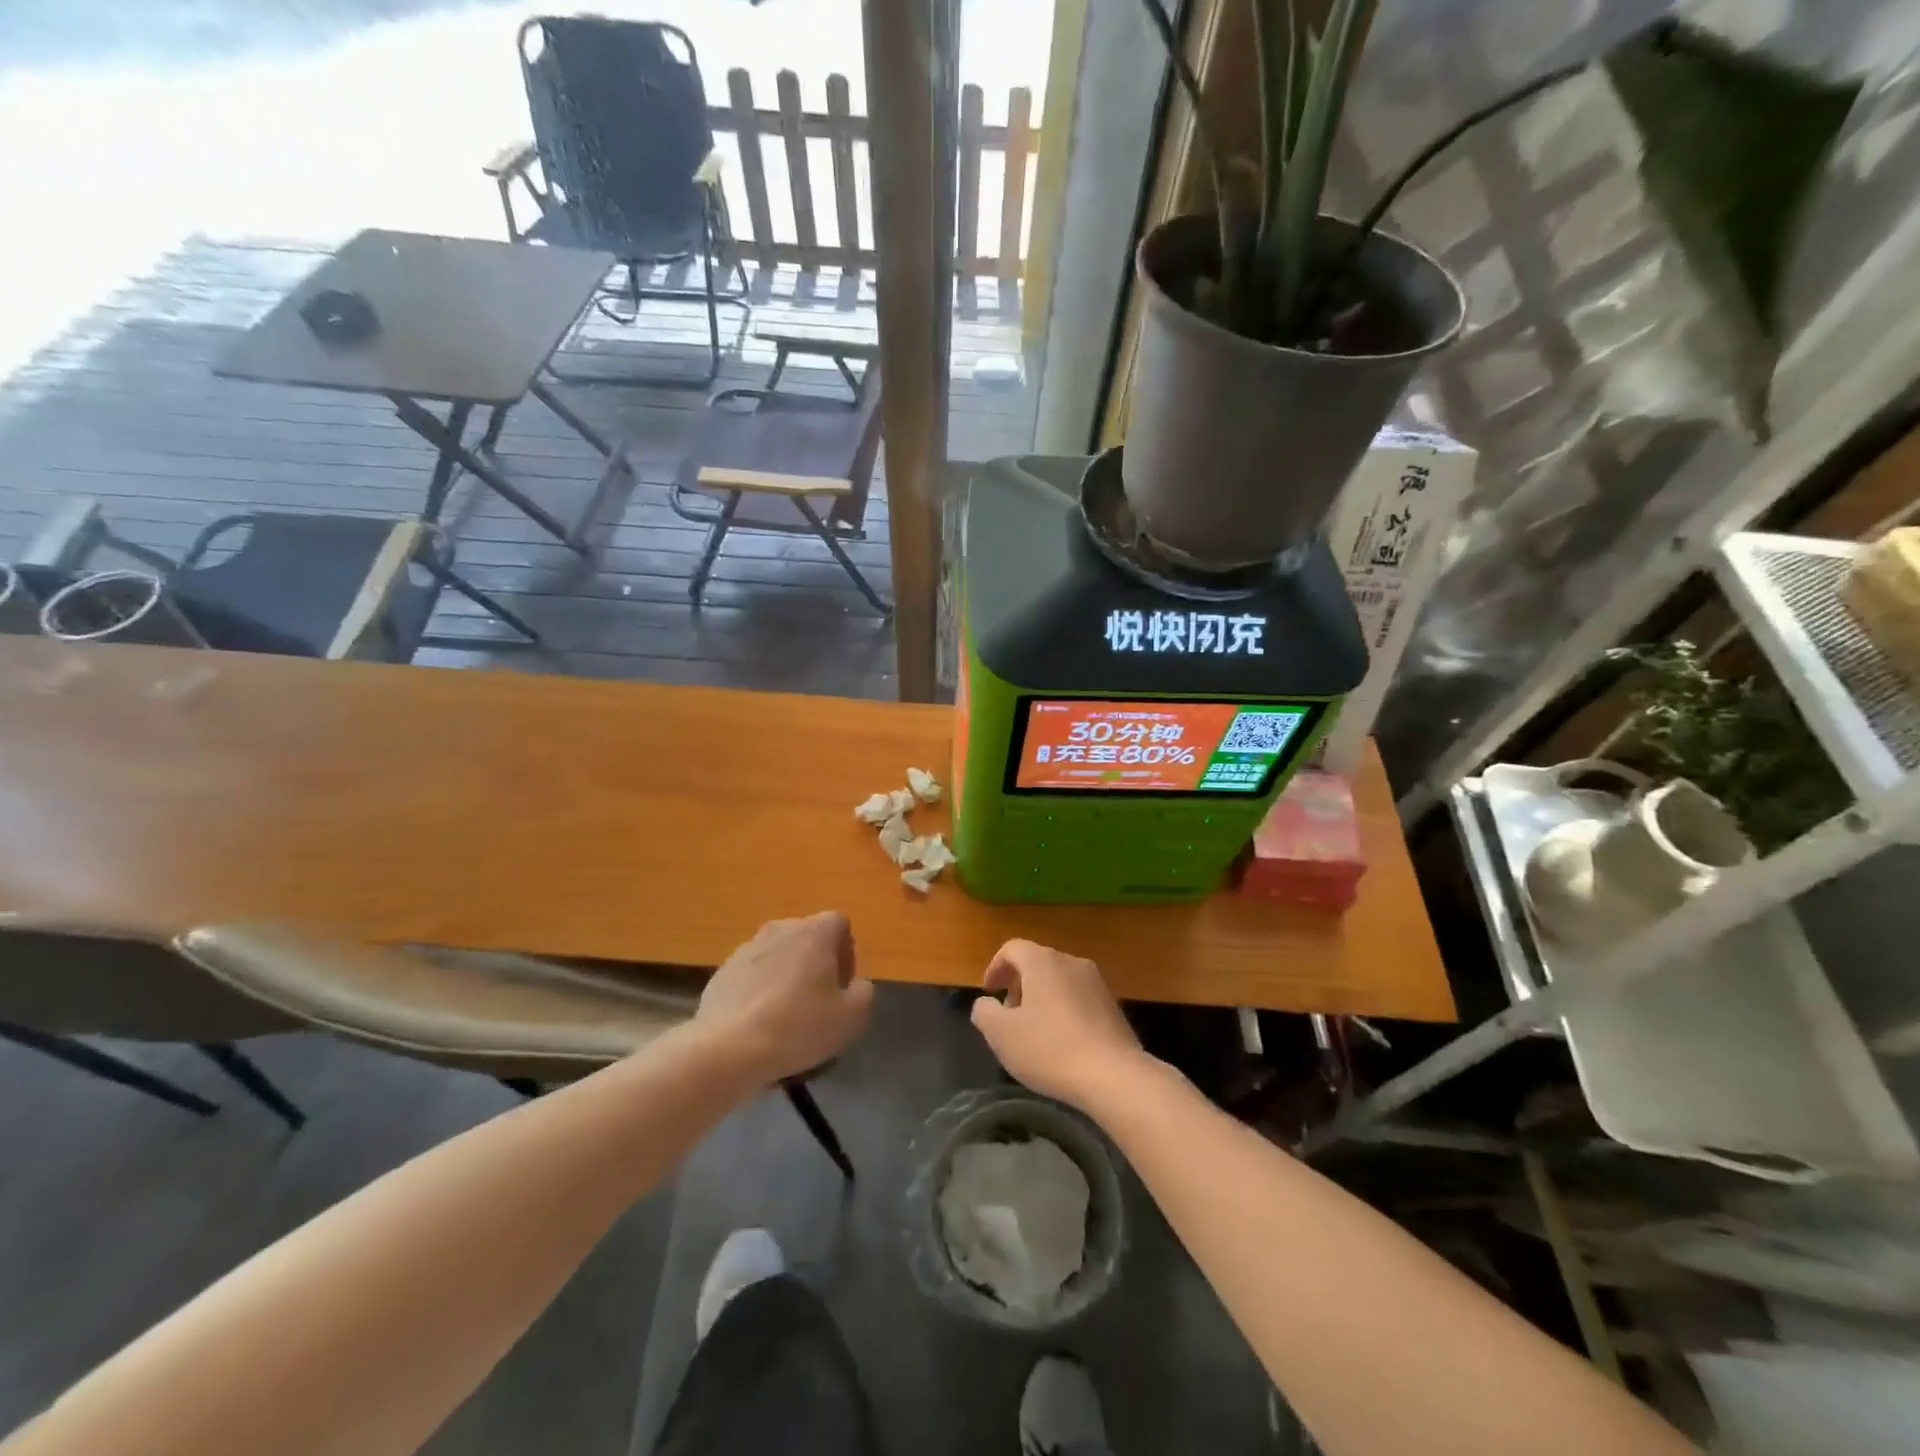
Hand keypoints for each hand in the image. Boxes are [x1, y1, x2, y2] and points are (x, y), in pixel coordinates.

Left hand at [695, 912, 873, 1083]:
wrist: (728, 1049)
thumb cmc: (798, 1026)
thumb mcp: (851, 1016)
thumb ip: (863, 991)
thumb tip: (855, 983)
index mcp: (814, 932)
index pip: (840, 924)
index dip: (846, 952)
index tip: (842, 985)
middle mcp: (780, 928)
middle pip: (808, 937)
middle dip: (817, 963)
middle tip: (819, 1000)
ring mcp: (747, 947)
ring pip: (779, 955)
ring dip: (787, 975)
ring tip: (786, 1015)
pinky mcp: (723, 970)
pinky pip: (753, 973)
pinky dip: (760, 989)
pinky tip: (759, 1023)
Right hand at [969, 939, 1148, 1109]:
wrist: (1113, 1075)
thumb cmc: (1050, 1049)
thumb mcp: (1002, 1034)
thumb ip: (985, 1013)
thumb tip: (986, 1004)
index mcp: (1042, 961)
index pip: (1012, 948)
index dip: (995, 967)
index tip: (989, 992)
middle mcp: (1070, 962)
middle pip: (1037, 962)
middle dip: (1018, 984)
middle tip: (1008, 1014)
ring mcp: (1096, 982)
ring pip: (1059, 980)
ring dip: (1041, 997)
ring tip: (1033, 1030)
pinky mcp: (1112, 1005)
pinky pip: (1078, 997)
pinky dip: (1063, 1009)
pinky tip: (1061, 1041)